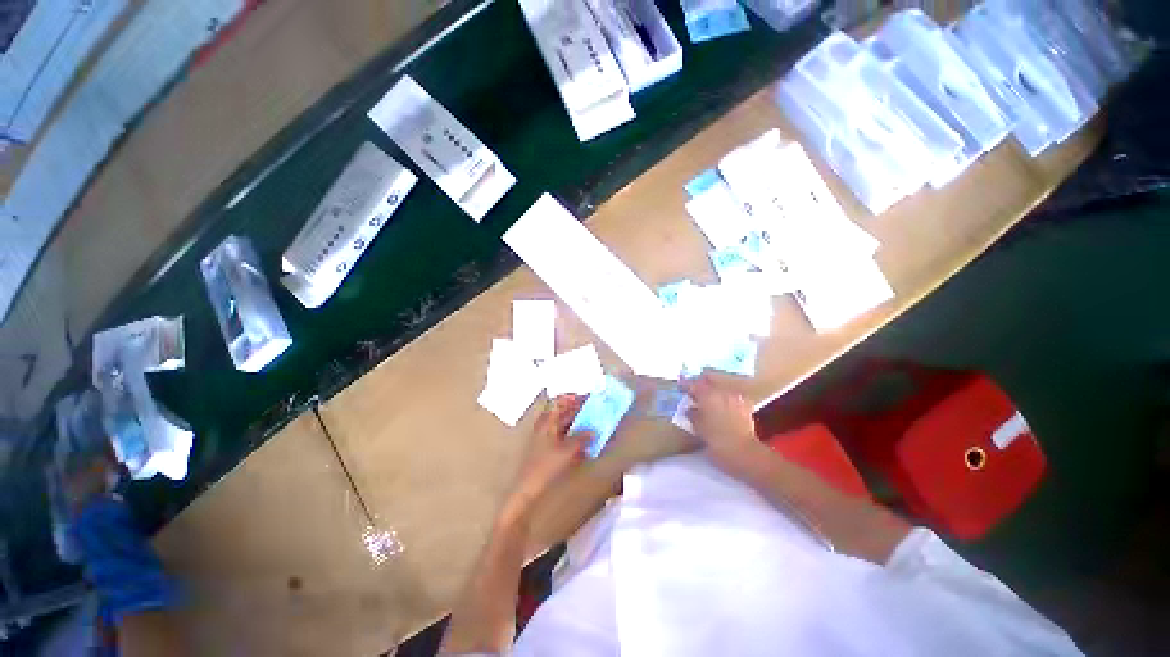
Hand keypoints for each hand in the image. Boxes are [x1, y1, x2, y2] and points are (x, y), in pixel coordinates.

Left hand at [505, 395, 590, 519]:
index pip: (560, 401)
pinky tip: (585, 446)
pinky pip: (563, 438)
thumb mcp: (566, 451)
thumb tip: (593, 432)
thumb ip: (581, 439)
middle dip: (579, 411)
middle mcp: (545, 425)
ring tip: (593, 427)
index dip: (574, 398)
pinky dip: (574, 438)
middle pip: (563, 412)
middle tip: (595, 412)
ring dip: (578, 425)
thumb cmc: (545, 466)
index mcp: (547, 421)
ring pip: (564, 425)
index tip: (587, 398)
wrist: (528, 488)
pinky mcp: (548, 449)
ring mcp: (546, 437)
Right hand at [681, 372, 765, 475]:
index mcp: (708, 395)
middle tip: (694, 391)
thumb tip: (690, 409)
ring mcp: (735, 398)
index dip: (685, 384)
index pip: (693, 384)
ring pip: (721, 387)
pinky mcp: (746, 406)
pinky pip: (732, 396)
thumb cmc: (716, 440)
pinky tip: (723, 406)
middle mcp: (722, 392)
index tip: (680, 386)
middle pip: (709, 381)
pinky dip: (725, 399)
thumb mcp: (698, 428)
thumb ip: (692, 415)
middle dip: (701, 384)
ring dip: (714, 391)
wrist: (744, 452)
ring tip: (708, 400)